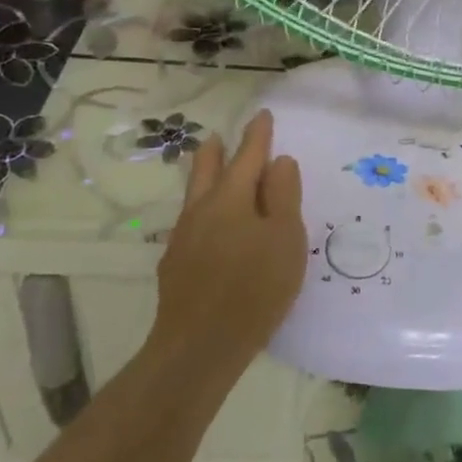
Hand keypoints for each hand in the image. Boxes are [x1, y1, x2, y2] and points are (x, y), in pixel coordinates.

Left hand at [150, 110, 305, 389]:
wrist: (200, 345)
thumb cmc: (255, 288)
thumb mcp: (285, 239)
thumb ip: (284, 197)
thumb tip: (280, 162)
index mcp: (231, 198)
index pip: (247, 156)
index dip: (257, 136)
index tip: (262, 116)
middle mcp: (202, 210)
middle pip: (206, 168)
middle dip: (217, 150)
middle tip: (221, 136)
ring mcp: (183, 237)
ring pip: (194, 194)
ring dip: (204, 175)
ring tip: (211, 169)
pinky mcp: (175, 263)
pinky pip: (191, 221)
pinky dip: (202, 208)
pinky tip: (208, 225)